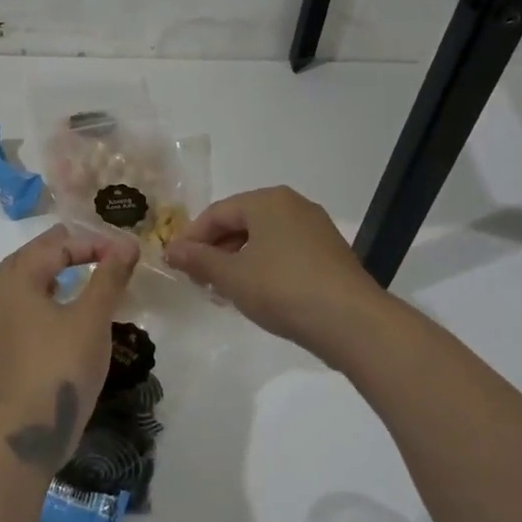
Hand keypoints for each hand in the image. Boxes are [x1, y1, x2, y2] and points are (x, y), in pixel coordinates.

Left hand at [0, 224, 138, 469]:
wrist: (30, 428)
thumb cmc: (63, 364)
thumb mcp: (93, 317)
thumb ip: (109, 277)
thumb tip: (127, 243)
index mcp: (19, 281)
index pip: (54, 247)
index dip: (89, 244)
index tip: (121, 252)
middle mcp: (2, 297)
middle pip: (28, 259)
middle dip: (58, 248)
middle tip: (86, 245)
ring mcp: (0, 325)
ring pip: (21, 283)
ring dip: (47, 271)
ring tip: (73, 270)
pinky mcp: (6, 349)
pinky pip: (22, 306)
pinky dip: (42, 295)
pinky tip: (62, 309)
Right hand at [164, 186, 386, 364]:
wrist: (350, 321)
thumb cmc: (282, 289)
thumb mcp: (232, 276)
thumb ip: (199, 260)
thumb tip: (171, 250)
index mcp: (267, 200)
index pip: (217, 213)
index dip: (192, 238)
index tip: (177, 265)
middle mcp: (293, 205)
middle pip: (241, 222)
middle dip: (215, 250)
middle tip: (198, 280)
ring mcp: (315, 228)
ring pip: (263, 239)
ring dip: (238, 261)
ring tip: (224, 291)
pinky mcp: (329, 253)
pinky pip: (284, 252)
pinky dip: (263, 267)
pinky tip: (256, 294)